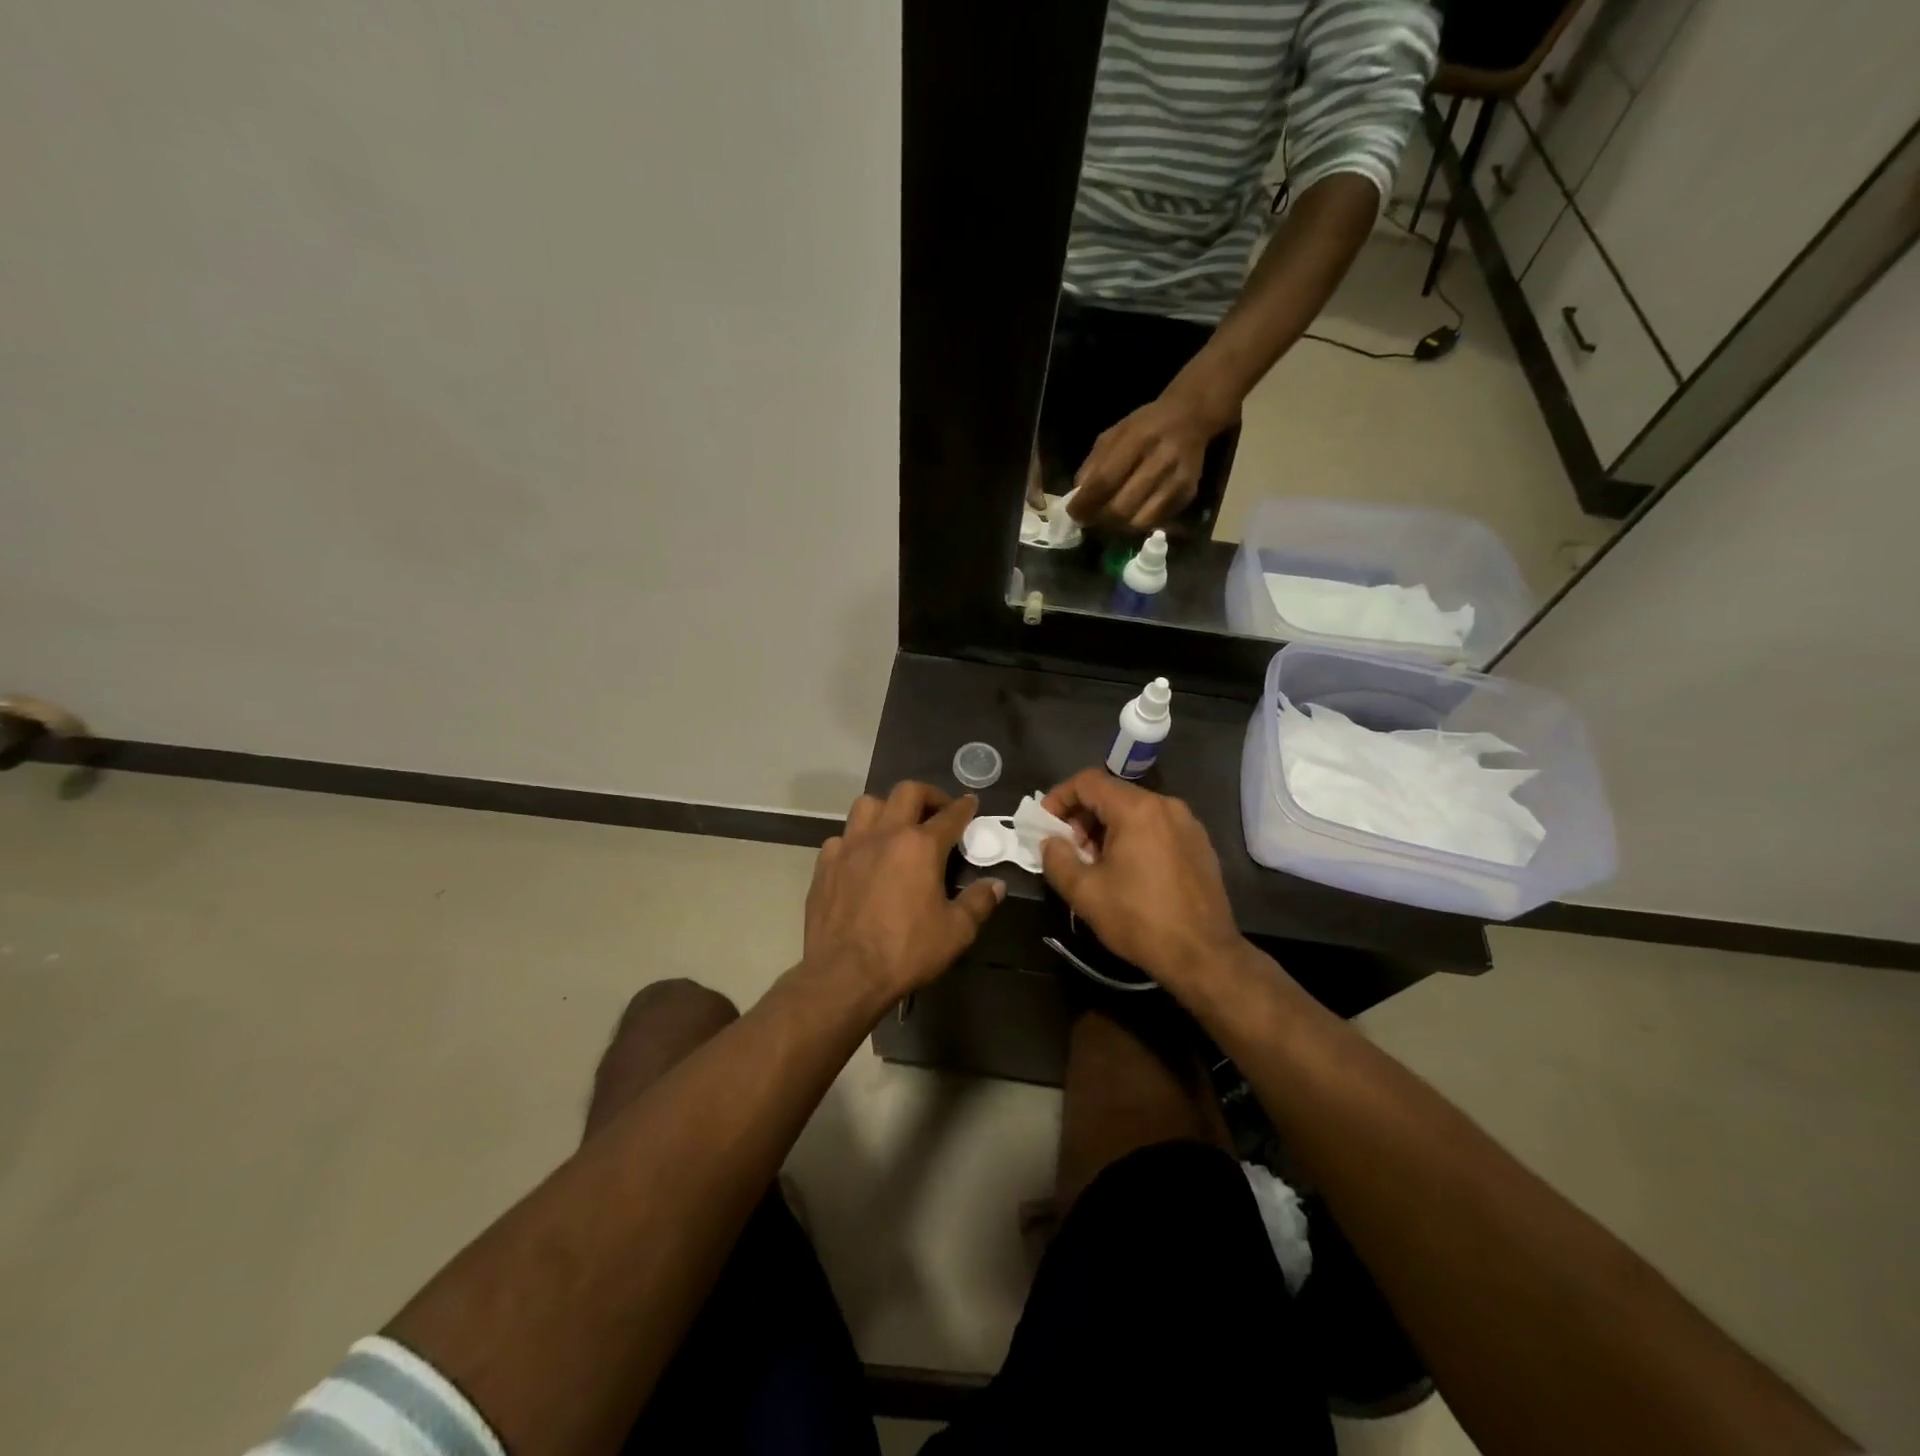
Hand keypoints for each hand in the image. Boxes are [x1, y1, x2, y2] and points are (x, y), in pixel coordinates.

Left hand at [804, 782, 1004, 999]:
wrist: (844, 974)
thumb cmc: (905, 952)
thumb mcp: (955, 932)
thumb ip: (978, 903)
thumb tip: (996, 885)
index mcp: (920, 846)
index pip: (950, 815)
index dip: (964, 807)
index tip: (971, 803)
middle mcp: (885, 834)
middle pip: (907, 792)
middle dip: (928, 795)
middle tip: (937, 811)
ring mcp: (850, 846)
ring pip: (868, 804)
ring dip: (887, 808)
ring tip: (896, 825)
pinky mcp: (825, 864)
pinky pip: (842, 837)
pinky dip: (856, 840)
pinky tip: (862, 858)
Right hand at [1038, 769, 1241, 987]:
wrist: (1203, 956)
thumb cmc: (1139, 919)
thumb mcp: (1084, 892)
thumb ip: (1057, 859)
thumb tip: (1051, 842)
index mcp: (1137, 809)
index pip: (1088, 782)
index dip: (1059, 797)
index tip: (1045, 824)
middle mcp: (1166, 806)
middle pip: (1113, 795)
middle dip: (1083, 817)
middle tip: (1069, 849)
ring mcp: (1188, 824)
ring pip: (1135, 811)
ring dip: (1107, 828)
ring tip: (1096, 864)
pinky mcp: (1200, 845)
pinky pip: (1157, 827)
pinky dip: (1134, 837)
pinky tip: (1128, 871)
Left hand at [1067, 383, 1235, 531]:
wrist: (1190, 417)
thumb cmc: (1145, 426)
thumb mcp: (1114, 434)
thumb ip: (1094, 464)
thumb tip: (1078, 499)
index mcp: (1138, 439)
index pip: (1105, 481)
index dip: (1085, 503)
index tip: (1073, 514)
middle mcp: (1161, 460)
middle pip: (1121, 508)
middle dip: (1099, 520)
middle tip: (1089, 520)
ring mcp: (1177, 480)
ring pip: (1138, 522)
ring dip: (1117, 527)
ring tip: (1107, 520)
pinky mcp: (1187, 494)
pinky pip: (1155, 522)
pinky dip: (1137, 524)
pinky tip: (1130, 515)